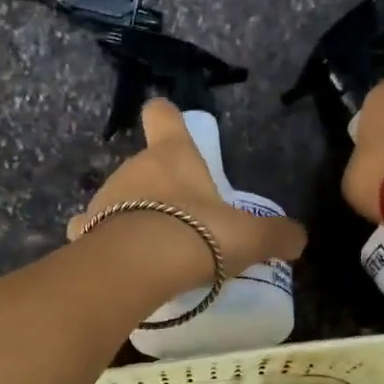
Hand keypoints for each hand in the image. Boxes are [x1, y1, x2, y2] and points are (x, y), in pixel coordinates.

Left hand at [68, 100, 307, 285]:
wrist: (138, 267)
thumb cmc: (197, 235)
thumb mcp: (249, 237)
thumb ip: (276, 236)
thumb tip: (299, 239)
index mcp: (172, 155)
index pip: (163, 116)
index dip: (167, 116)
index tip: (170, 121)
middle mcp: (133, 168)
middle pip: (145, 165)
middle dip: (160, 187)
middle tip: (183, 219)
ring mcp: (104, 198)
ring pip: (119, 199)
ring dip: (133, 215)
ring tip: (154, 248)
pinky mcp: (85, 231)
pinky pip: (95, 230)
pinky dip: (105, 241)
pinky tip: (120, 261)